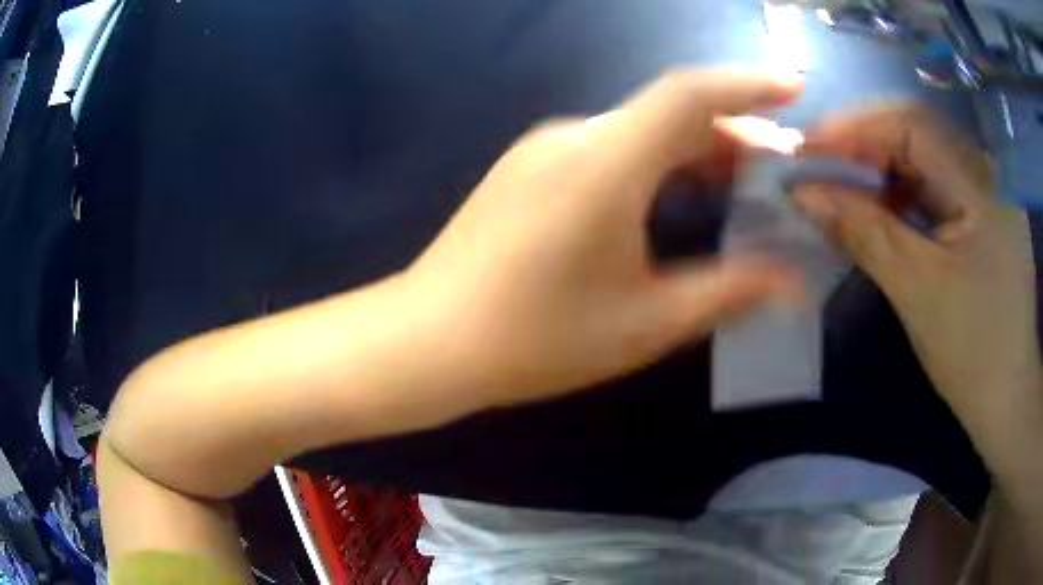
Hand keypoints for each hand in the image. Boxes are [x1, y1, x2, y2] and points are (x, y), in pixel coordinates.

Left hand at [403, 70, 802, 406]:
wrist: (429, 341)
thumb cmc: (535, 339)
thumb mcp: (645, 322)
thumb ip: (727, 292)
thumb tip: (791, 283)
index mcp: (605, 161)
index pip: (690, 94)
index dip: (749, 84)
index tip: (795, 87)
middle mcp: (573, 136)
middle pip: (669, 112)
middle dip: (734, 131)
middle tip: (782, 166)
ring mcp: (544, 150)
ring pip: (640, 130)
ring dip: (696, 149)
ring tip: (742, 184)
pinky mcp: (528, 170)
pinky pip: (610, 148)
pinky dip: (657, 162)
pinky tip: (677, 194)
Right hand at [792, 105, 1038, 431]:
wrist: (1008, 401)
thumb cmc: (973, 354)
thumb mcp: (918, 292)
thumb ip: (864, 233)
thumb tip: (803, 194)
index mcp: (980, 184)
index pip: (910, 127)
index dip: (856, 129)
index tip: (805, 148)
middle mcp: (984, 175)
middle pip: (916, 138)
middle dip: (864, 149)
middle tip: (817, 168)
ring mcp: (985, 197)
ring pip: (923, 164)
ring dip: (880, 173)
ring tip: (843, 192)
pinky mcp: (982, 220)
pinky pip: (935, 191)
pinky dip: (902, 197)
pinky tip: (882, 214)